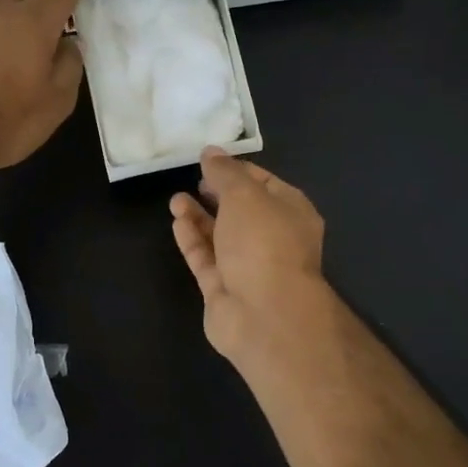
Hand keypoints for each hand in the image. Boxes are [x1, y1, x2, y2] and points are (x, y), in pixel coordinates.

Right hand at [169, 149, 334, 366]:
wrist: (264, 315)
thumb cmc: (263, 243)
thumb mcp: (245, 195)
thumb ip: (225, 172)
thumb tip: (211, 151)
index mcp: (291, 213)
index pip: (265, 183)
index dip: (237, 170)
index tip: (210, 159)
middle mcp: (273, 239)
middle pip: (242, 211)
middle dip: (217, 194)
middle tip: (194, 179)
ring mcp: (249, 267)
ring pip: (221, 236)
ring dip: (199, 216)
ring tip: (176, 199)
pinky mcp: (224, 289)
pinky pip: (206, 258)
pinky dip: (192, 239)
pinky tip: (177, 221)